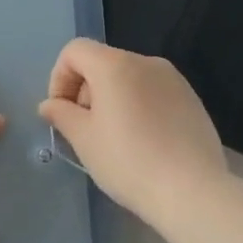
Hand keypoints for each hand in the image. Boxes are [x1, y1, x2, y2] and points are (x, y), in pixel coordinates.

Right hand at [37, 39, 228, 227]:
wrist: (192, 191)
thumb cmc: (128, 161)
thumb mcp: (83, 139)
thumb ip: (61, 114)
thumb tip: (49, 105)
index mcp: (115, 65)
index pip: (75, 51)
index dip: (59, 77)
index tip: (62, 112)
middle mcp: (146, 62)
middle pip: (102, 62)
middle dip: (85, 91)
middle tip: (85, 130)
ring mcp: (174, 79)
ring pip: (129, 78)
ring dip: (112, 99)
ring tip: (115, 139)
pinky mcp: (192, 100)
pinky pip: (153, 93)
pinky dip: (138, 107)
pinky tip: (143, 142)